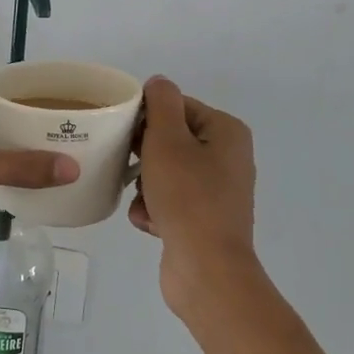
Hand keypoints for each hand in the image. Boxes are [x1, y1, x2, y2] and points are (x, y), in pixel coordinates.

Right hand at [128, 76, 262, 318]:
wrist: (207, 270)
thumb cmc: (187, 197)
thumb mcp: (167, 140)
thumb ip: (161, 103)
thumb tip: (158, 83)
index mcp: (226, 132)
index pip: (177, 107)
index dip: (147, 118)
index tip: (125, 135)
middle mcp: (227, 158)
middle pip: (170, 140)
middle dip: (143, 156)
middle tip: (129, 166)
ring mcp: (217, 191)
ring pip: (164, 173)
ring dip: (145, 186)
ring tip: (142, 201)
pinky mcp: (204, 220)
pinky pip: (169, 201)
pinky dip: (154, 209)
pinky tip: (148, 223)